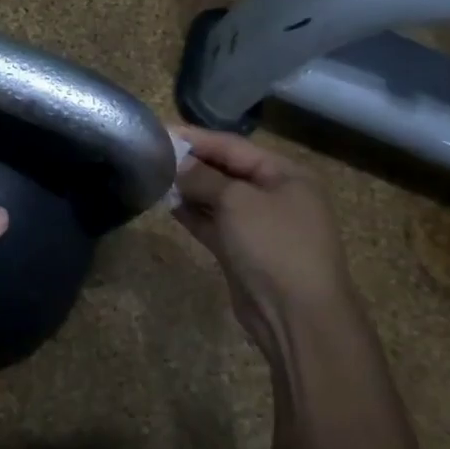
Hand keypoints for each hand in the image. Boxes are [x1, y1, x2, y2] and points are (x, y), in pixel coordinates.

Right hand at [170, 126, 355, 373]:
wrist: (297, 316)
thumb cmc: (274, 246)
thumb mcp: (237, 202)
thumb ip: (204, 178)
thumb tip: (178, 164)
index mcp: (285, 174)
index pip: (233, 146)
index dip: (197, 138)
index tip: (160, 131)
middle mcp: (275, 195)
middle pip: (226, 170)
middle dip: (191, 163)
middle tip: (151, 155)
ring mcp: (260, 226)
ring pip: (218, 198)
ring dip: (189, 189)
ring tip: (153, 177)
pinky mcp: (243, 252)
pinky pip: (214, 224)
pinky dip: (193, 214)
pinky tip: (167, 205)